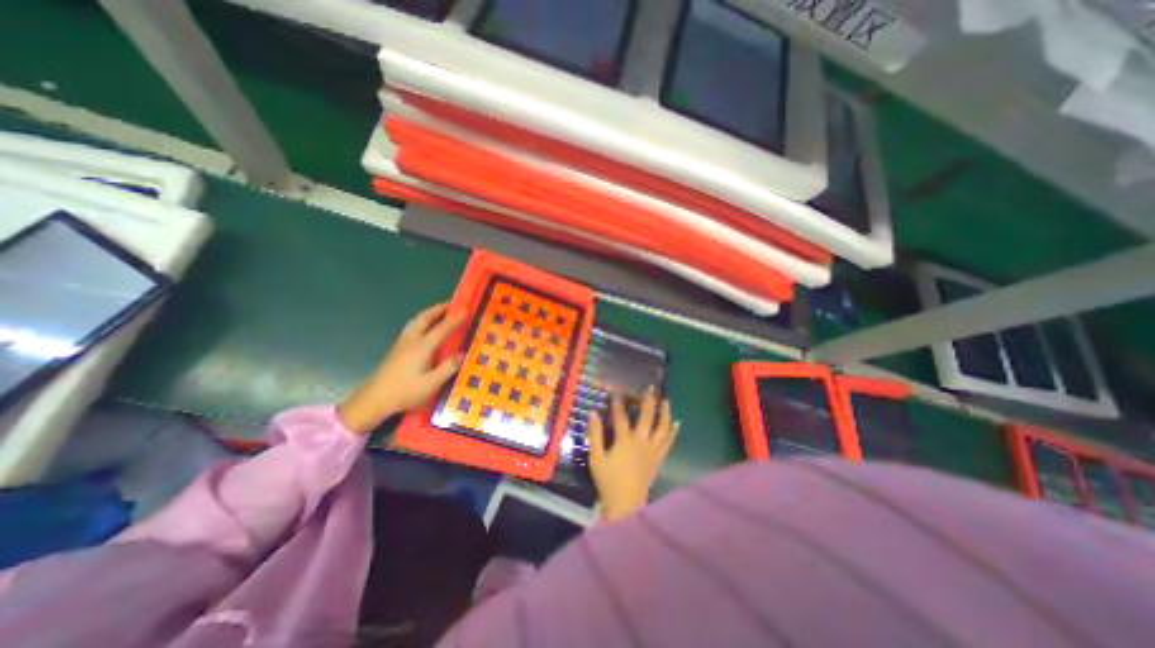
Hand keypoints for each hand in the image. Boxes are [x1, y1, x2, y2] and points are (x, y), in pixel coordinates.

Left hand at [336, 305, 462, 434]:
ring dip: (428, 314)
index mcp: (422, 347)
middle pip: (424, 318)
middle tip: (450, 304)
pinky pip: (411, 328)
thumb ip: (448, 367)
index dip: (454, 318)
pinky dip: (421, 321)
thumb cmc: (404, 392)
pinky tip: (424, 329)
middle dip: (438, 309)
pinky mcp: (396, 350)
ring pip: (415, 322)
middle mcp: (411, 341)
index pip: (441, 328)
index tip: (466, 309)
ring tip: (438, 312)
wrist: (373, 400)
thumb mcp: (431, 383)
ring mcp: (401, 344)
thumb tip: (463, 354)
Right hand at [588, 387, 677, 523]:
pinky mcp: (658, 459)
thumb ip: (595, 434)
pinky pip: (668, 443)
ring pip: (662, 428)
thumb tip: (593, 412)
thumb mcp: (596, 457)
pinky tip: (676, 423)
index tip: (616, 389)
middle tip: (651, 388)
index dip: (618, 401)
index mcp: (625, 440)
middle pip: (647, 417)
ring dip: (665, 412)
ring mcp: (653, 450)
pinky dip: (672, 432)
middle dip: (648, 401)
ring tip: (666, 400)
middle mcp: (642, 441)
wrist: (626, 505)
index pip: (621, 416)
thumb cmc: (608, 481)